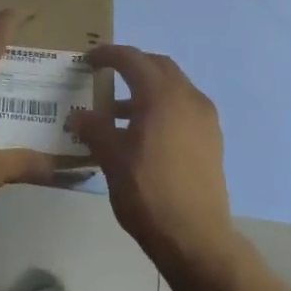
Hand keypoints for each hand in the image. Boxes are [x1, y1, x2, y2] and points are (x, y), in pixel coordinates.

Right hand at [67, 46, 234, 267]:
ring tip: (118, 111)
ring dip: (147, 89)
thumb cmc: (147, 191)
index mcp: (162, 95)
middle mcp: (189, 98)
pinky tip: (143, 133)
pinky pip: (183, 108)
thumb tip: (79, 116)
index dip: (108, 55)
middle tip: (106, 74)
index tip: (88, 60)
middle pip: (158, 67)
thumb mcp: (111, 158)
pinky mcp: (211, 139)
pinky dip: (162, 107)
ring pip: (174, 88)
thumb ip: (94, 128)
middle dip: (132, 65)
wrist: (195, 236)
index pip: (132, 59)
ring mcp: (205, 119)